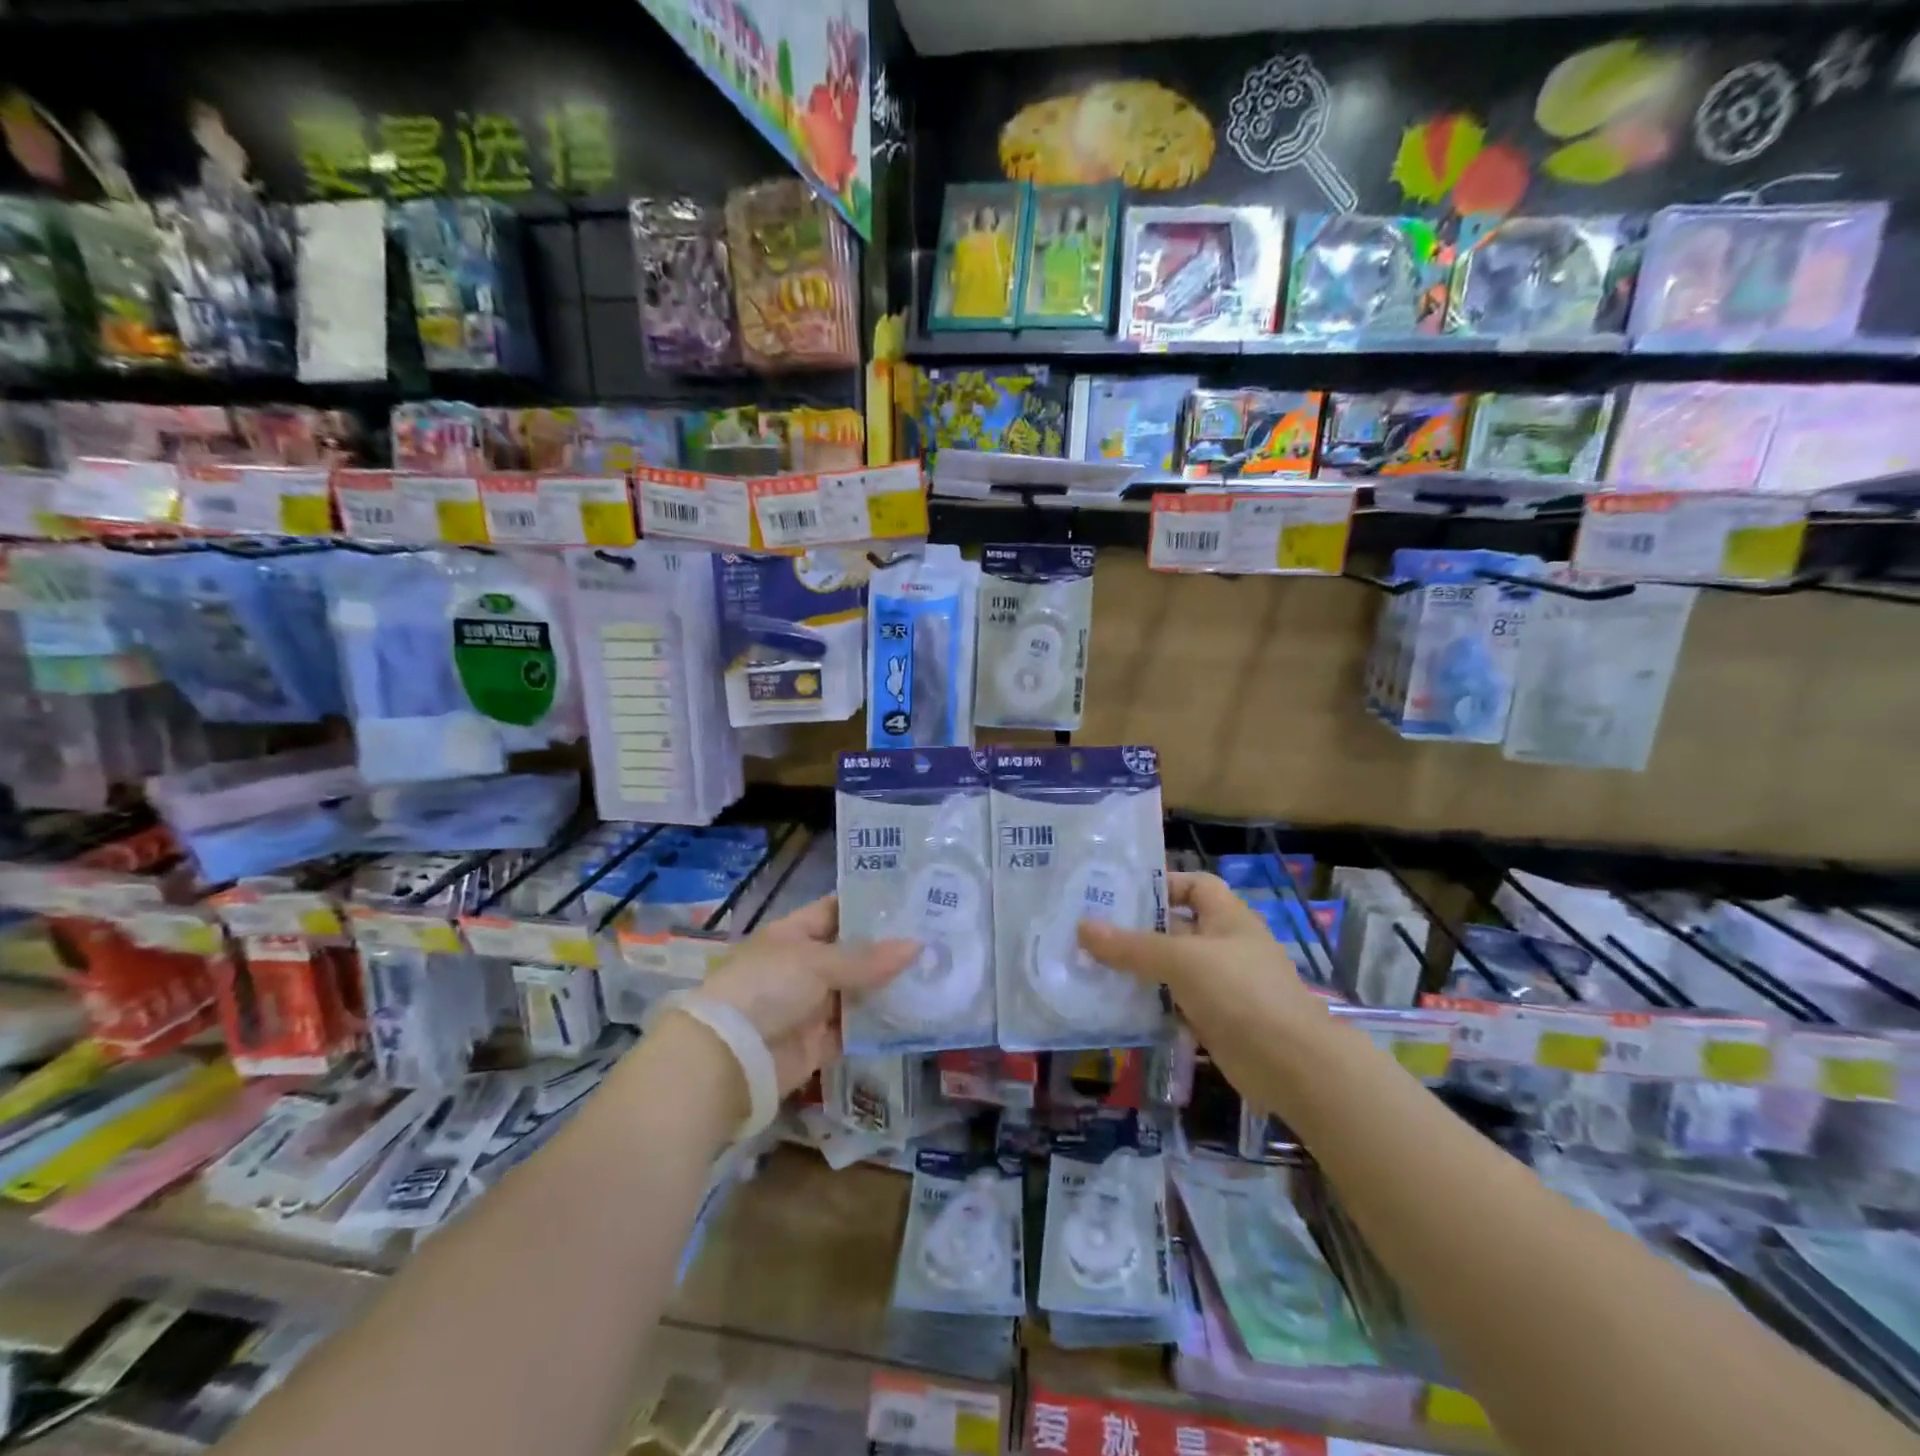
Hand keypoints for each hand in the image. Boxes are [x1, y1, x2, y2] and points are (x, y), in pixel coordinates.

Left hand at [697, 895, 916, 1097]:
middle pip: (852, 953)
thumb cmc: (768, 988)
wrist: (730, 1058)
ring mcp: (811, 1005)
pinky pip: (856, 1028)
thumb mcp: (817, 963)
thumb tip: (917, 946)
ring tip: (937, 971)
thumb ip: (868, 959)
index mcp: (793, 934)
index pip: (836, 910)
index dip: (870, 905)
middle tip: (937, 937)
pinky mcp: (820, 1042)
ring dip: (889, 986)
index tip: (912, 900)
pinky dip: (880, 1023)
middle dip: (888, 948)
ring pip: (858, 991)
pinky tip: (916, 1012)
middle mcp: (803, 966)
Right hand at [1077, 871, 1326, 1057]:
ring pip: (1172, 968)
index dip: (1161, 884)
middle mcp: (1225, 945)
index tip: (1120, 894)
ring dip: (1139, 969)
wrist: (1292, 1064)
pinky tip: (1117, 1006)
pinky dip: (1151, 1003)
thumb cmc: (1240, 992)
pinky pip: (1176, 1002)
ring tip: (1093, 967)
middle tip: (1091, 933)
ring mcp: (1222, 984)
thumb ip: (1131, 946)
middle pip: (1176, 927)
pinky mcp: (1216, 1019)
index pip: (1194, 885)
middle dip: (1137, 930)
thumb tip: (1082, 927)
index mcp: (1227, 917)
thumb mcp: (1181, 960)